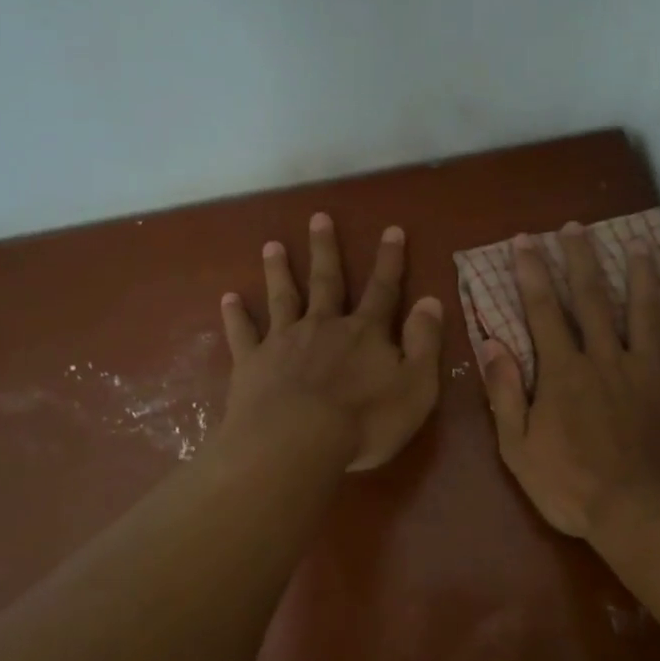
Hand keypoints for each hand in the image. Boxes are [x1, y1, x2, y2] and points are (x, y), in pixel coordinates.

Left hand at [218, 213, 444, 471]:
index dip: (390, 260)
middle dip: (325, 250)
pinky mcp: (252, 362)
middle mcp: (323, 326)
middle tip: (318, 218)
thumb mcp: (416, 387)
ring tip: (271, 245)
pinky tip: (228, 298)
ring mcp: (284, 341)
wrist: (295, 443)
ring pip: (283, 297)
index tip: (392, 230)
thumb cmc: (364, 422)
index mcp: (365, 333)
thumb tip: (431, 301)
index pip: (383, 290)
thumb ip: (424, 343)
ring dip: (278, 270)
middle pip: (326, 281)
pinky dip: (235, 315)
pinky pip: (243, 333)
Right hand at [478, 223, 659, 537]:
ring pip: (645, 312)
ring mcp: (647, 371)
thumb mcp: (518, 447)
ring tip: (638, 245)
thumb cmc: (571, 486)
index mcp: (563, 371)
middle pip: (593, 299)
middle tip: (576, 227)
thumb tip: (492, 344)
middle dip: (581, 259)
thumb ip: (505, 393)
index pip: (544, 310)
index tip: (525, 241)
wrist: (640, 513)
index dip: (532, 273)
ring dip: (641, 276)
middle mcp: (605, 358)